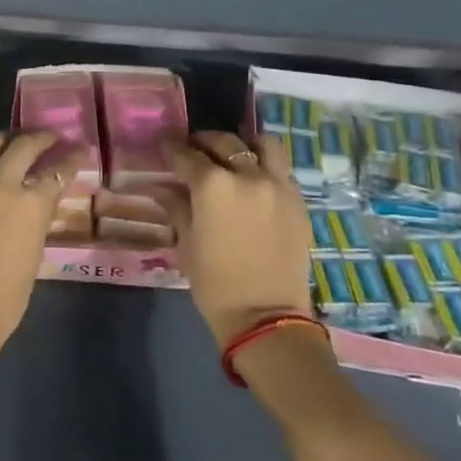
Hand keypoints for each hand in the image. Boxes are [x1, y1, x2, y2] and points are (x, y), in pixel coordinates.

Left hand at [0, 130, 82, 381]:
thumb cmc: (6, 297)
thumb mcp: (34, 253)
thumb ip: (36, 220)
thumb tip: (37, 203)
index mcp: (31, 204)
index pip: (58, 171)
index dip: (71, 159)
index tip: (78, 149)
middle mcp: (1, 185)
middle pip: (24, 146)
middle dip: (40, 138)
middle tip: (49, 138)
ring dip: (5, 141)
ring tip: (12, 143)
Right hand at [158, 132, 313, 346]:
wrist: (266, 318)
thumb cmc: (215, 283)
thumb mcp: (186, 243)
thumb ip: (176, 206)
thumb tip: (161, 187)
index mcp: (213, 185)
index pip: (187, 155)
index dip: (171, 148)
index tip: (164, 146)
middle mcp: (248, 175)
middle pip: (225, 142)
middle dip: (205, 142)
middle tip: (194, 150)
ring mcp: (278, 186)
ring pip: (263, 146)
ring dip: (244, 145)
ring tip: (233, 156)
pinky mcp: (299, 202)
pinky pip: (281, 171)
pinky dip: (265, 168)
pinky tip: (255, 182)